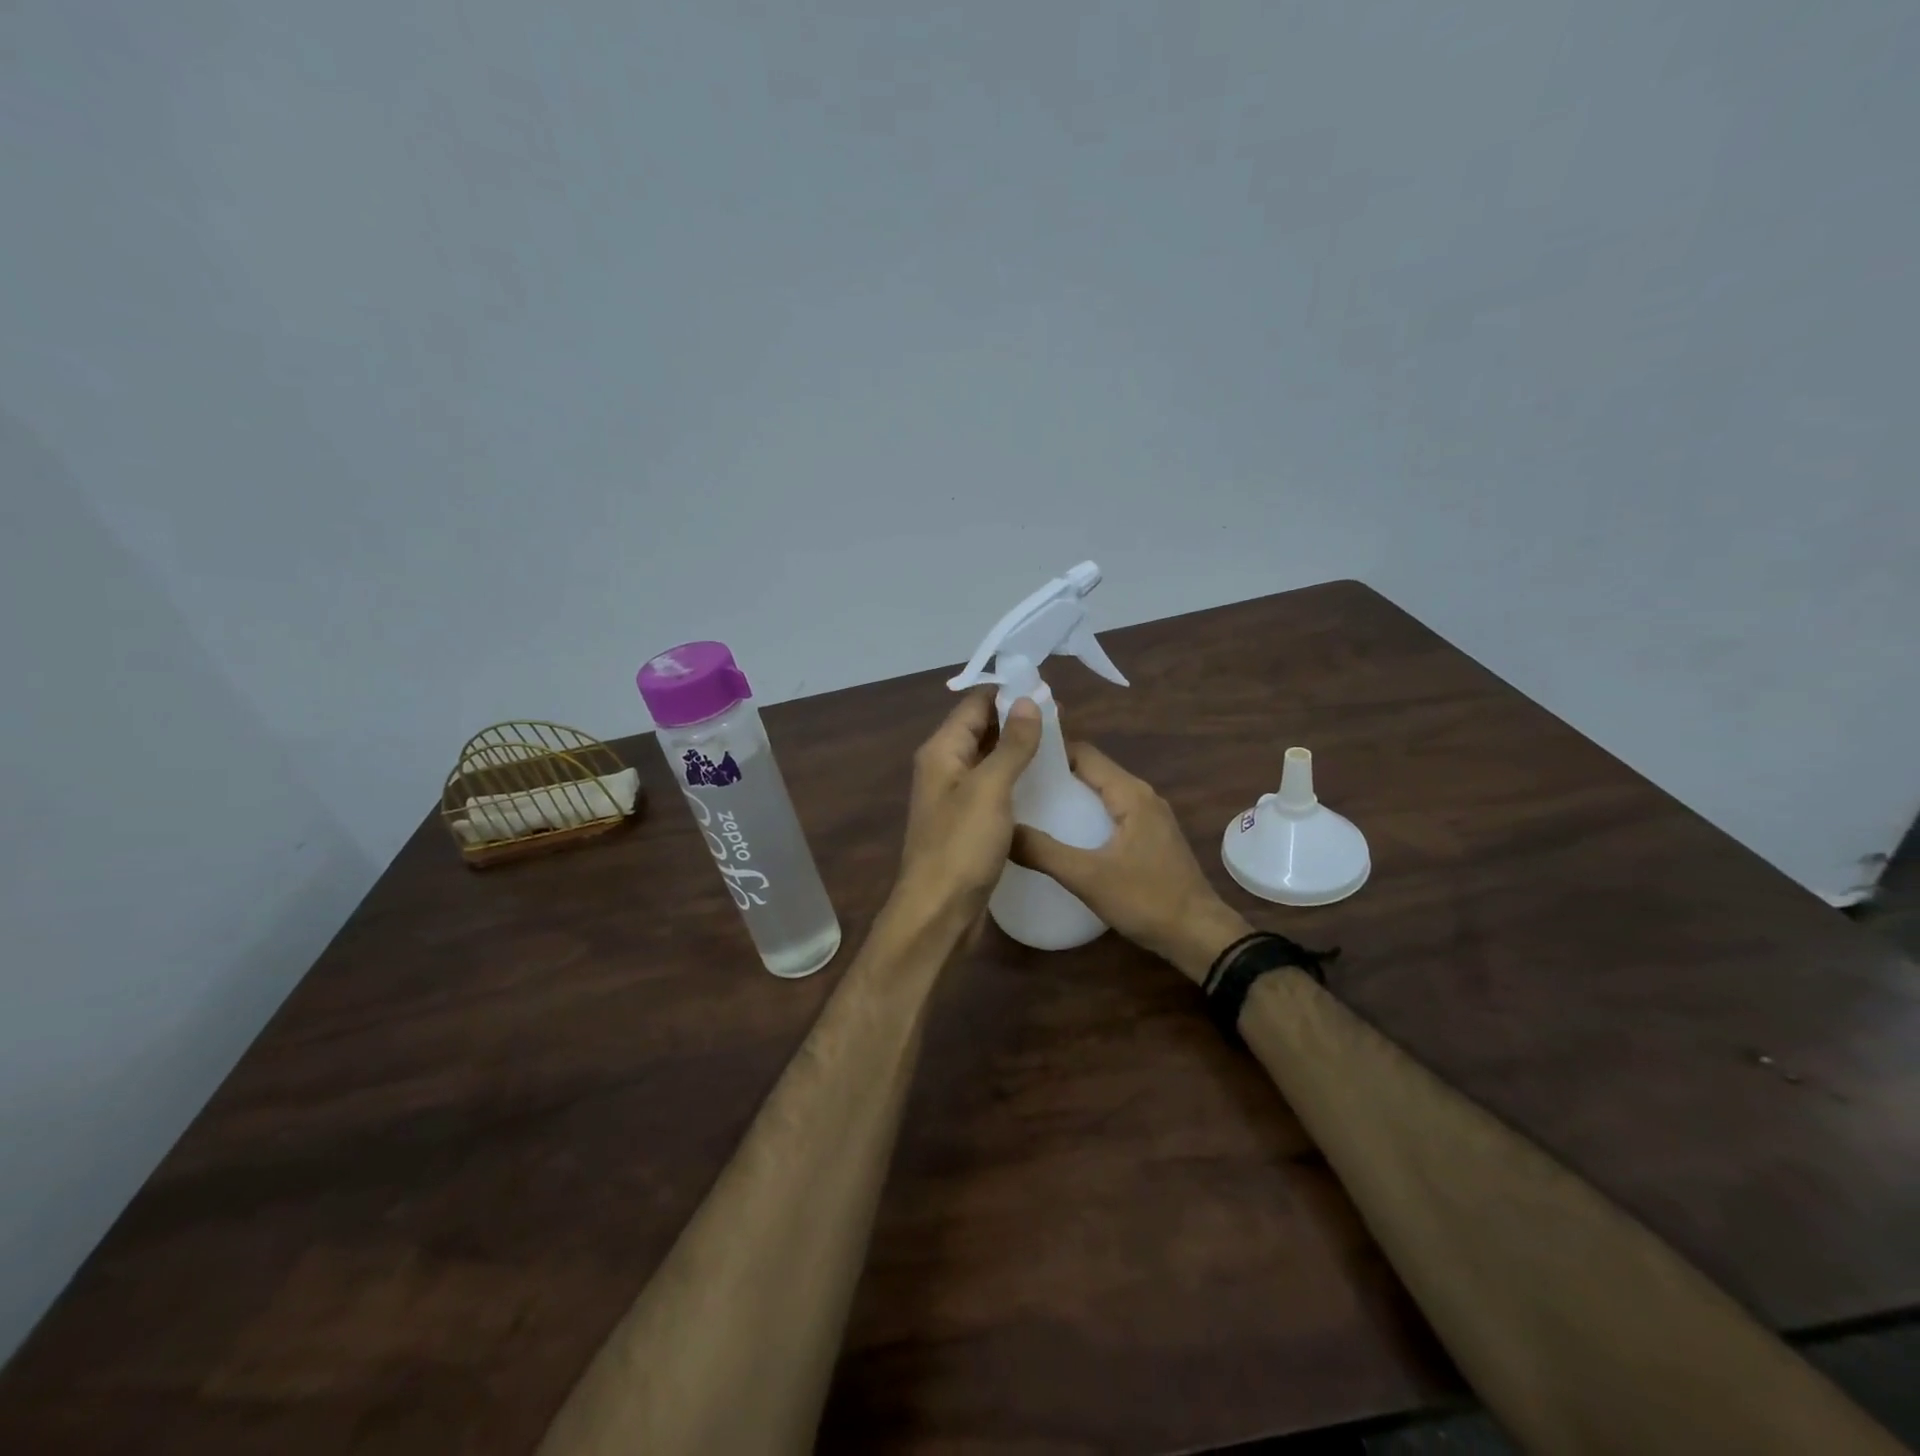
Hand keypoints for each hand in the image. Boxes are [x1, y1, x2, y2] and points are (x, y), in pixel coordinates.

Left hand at [891, 690, 1042, 929]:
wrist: (939, 913)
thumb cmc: (961, 846)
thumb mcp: (990, 789)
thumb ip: (1011, 744)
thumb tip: (1028, 701)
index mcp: (942, 751)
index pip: (974, 705)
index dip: (1008, 693)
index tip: (1048, 691)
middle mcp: (944, 768)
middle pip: (981, 730)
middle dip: (1017, 720)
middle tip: (1063, 719)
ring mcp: (955, 798)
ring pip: (989, 760)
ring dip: (1018, 750)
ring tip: (1061, 746)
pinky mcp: (967, 824)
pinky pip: (993, 789)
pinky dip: (1015, 779)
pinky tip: (1044, 784)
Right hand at [1012, 742, 1250, 982]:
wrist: (1198, 936)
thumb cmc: (1146, 900)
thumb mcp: (1087, 877)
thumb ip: (1043, 852)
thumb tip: (1003, 831)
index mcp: (1130, 794)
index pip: (1084, 753)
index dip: (1049, 752)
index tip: (1015, 760)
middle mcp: (1142, 796)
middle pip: (1092, 771)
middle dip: (1055, 775)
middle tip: (1015, 786)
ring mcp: (1149, 818)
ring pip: (1101, 794)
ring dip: (1070, 797)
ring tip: (1030, 808)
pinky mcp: (1150, 838)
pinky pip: (1110, 814)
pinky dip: (1085, 816)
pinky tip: (1062, 835)